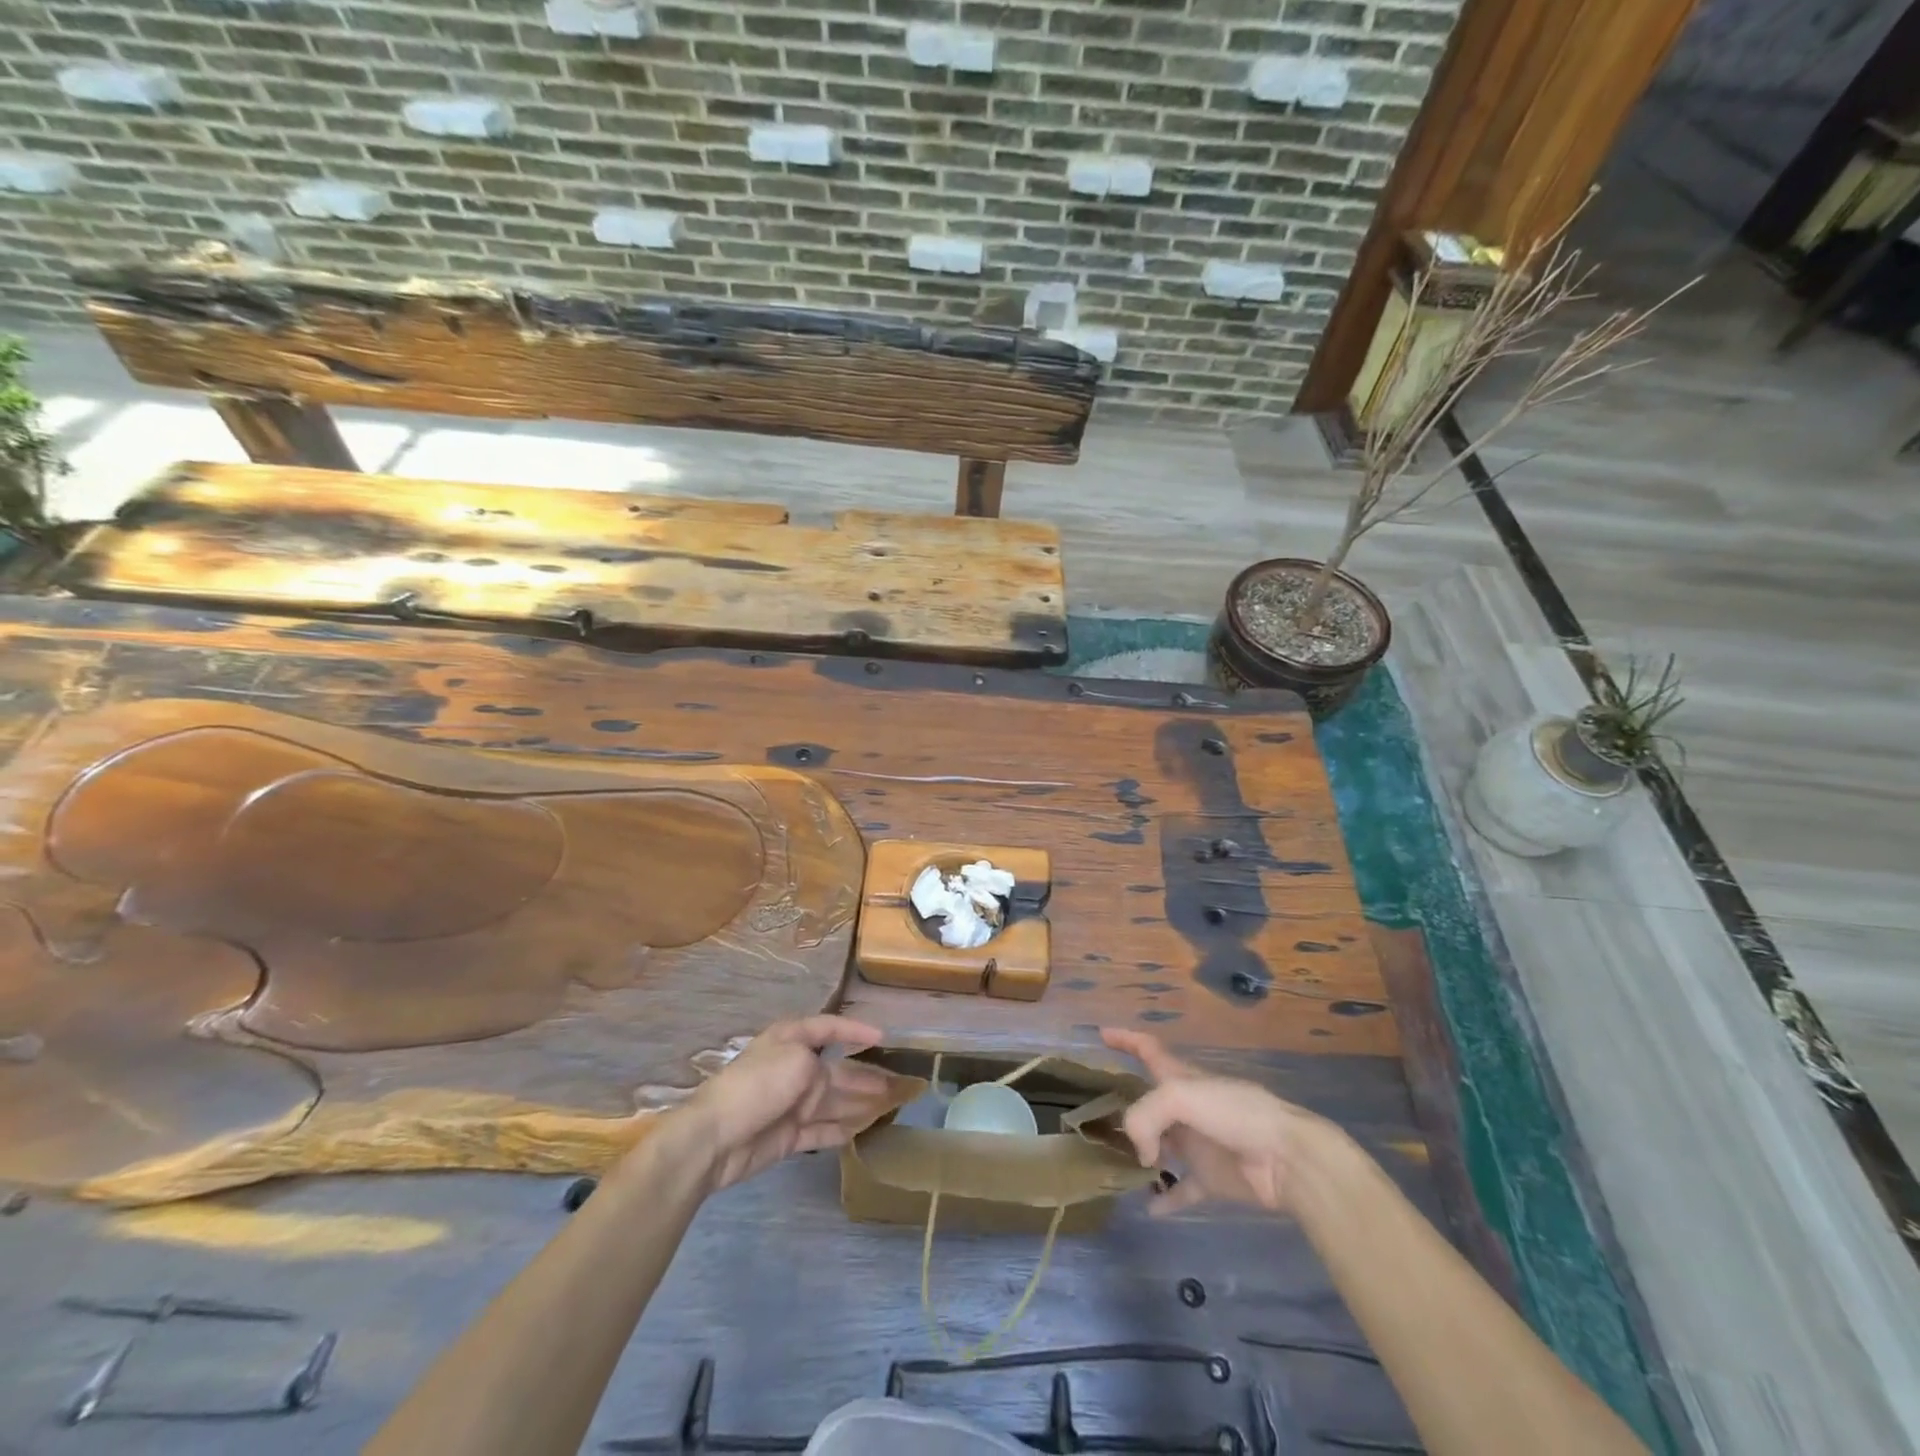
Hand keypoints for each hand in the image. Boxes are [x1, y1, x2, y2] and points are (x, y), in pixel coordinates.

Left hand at [678, 1016, 893, 1191]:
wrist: (715, 1138)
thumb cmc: (758, 1085)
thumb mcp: (796, 1060)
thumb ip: (821, 1069)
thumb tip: (827, 1087)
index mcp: (791, 1041)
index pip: (828, 1028)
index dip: (855, 1030)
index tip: (882, 1037)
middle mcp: (794, 1068)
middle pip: (837, 1070)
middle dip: (865, 1074)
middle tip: (897, 1083)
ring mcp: (792, 1104)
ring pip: (834, 1102)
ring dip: (860, 1102)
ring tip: (890, 1106)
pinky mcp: (789, 1136)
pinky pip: (822, 1130)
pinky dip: (842, 1130)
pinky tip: (863, 1130)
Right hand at [1101, 1027, 1337, 1216]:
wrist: (1286, 1158)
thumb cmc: (1234, 1114)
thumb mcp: (1180, 1097)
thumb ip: (1145, 1116)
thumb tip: (1140, 1152)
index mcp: (1182, 1078)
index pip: (1149, 1049)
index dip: (1126, 1039)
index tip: (1102, 1034)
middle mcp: (1187, 1107)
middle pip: (1151, 1102)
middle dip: (1128, 1106)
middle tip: (1100, 1119)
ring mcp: (1199, 1143)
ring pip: (1162, 1145)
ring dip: (1142, 1153)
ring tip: (1117, 1164)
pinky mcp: (1212, 1178)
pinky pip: (1183, 1190)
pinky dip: (1167, 1199)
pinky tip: (1150, 1208)